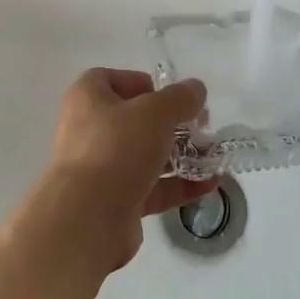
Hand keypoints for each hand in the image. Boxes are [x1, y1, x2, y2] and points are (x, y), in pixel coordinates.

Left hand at [34, 69, 214, 270]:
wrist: (88, 219)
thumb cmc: (117, 148)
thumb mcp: (155, 113)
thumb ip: (180, 98)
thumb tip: (196, 88)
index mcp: (87, 99)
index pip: (109, 79)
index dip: (140, 83)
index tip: (169, 96)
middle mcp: (89, 130)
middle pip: (133, 119)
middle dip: (170, 123)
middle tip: (200, 127)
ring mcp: (102, 168)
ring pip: (145, 155)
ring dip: (180, 155)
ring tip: (212, 156)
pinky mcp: (116, 201)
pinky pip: (152, 187)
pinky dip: (178, 185)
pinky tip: (209, 184)